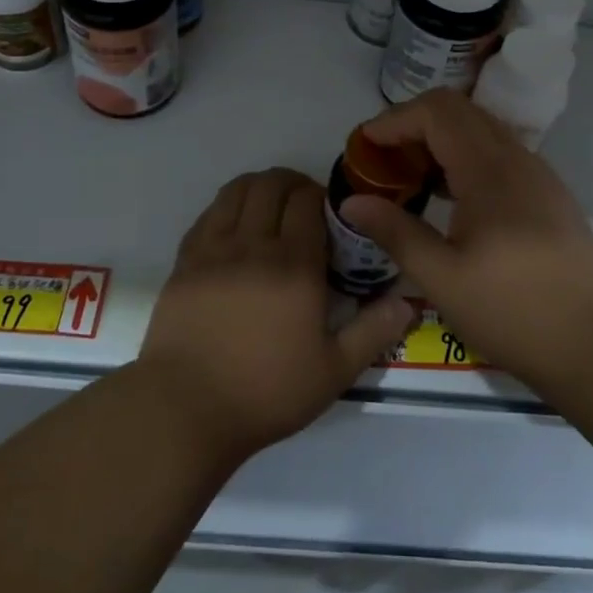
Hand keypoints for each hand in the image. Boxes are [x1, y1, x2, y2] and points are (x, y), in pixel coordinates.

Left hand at [136, 167, 414, 462]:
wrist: (186, 408)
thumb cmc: (266, 392)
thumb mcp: (333, 372)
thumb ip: (373, 332)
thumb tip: (407, 302)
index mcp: (294, 266)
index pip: (307, 200)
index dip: (321, 196)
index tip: (329, 214)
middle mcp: (253, 245)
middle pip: (271, 185)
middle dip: (292, 183)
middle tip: (303, 205)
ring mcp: (213, 249)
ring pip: (236, 190)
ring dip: (258, 187)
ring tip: (269, 207)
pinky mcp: (185, 261)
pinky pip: (208, 213)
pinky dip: (227, 206)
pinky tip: (235, 227)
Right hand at [339, 89, 592, 390]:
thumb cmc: (516, 311)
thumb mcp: (442, 278)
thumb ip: (395, 232)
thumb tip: (352, 202)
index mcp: (488, 169)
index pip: (436, 111)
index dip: (394, 120)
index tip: (364, 148)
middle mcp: (516, 158)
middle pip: (458, 112)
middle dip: (413, 125)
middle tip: (383, 162)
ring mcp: (538, 175)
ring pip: (481, 131)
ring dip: (440, 142)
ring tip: (411, 180)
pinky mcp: (549, 196)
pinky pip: (499, 155)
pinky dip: (465, 160)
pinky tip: (451, 202)